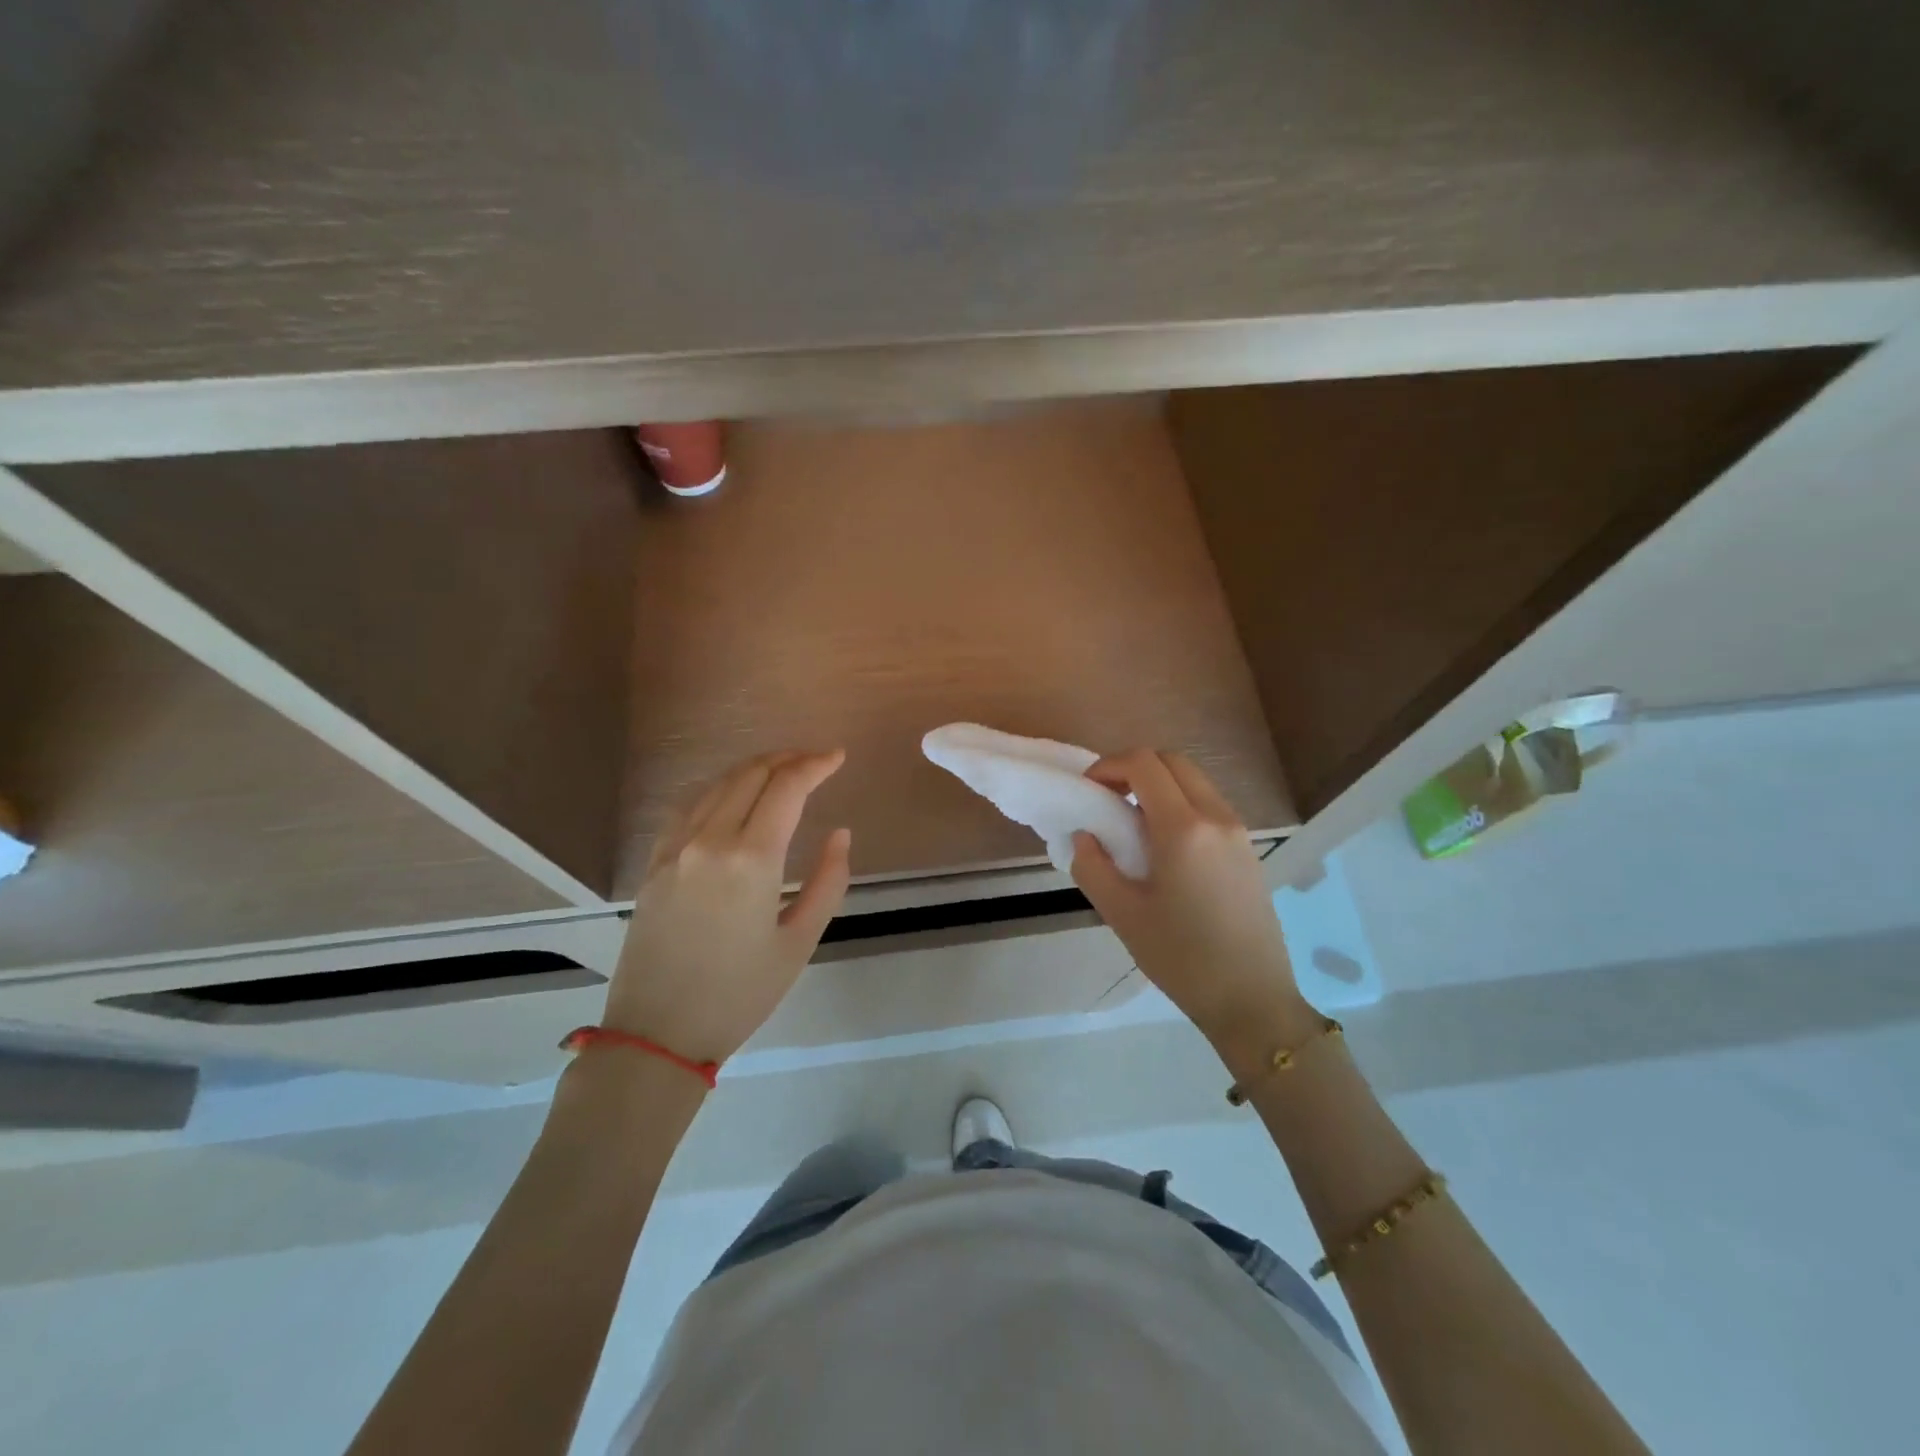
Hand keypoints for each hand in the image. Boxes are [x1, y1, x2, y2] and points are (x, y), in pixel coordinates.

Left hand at [604, 751, 851, 1064]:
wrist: (657, 1033)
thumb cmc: (739, 994)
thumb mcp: (799, 942)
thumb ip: (828, 881)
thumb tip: (840, 834)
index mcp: (751, 859)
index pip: (787, 787)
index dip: (815, 765)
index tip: (837, 757)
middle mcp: (710, 840)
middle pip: (751, 775)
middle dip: (787, 760)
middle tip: (815, 761)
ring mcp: (675, 848)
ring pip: (718, 785)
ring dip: (754, 769)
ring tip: (782, 771)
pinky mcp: (655, 862)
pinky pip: (689, 807)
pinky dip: (719, 789)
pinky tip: (732, 796)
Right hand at [1070, 751, 1306, 1049]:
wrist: (1252, 1000)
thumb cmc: (1182, 958)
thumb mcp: (1122, 914)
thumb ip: (1092, 865)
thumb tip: (1085, 835)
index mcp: (1183, 829)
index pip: (1144, 765)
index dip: (1109, 766)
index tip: (1088, 791)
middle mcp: (1216, 817)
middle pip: (1173, 761)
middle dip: (1134, 768)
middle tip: (1107, 799)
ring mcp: (1238, 832)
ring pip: (1194, 781)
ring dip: (1159, 785)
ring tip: (1132, 823)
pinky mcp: (1248, 850)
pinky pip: (1209, 805)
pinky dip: (1180, 803)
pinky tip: (1164, 845)